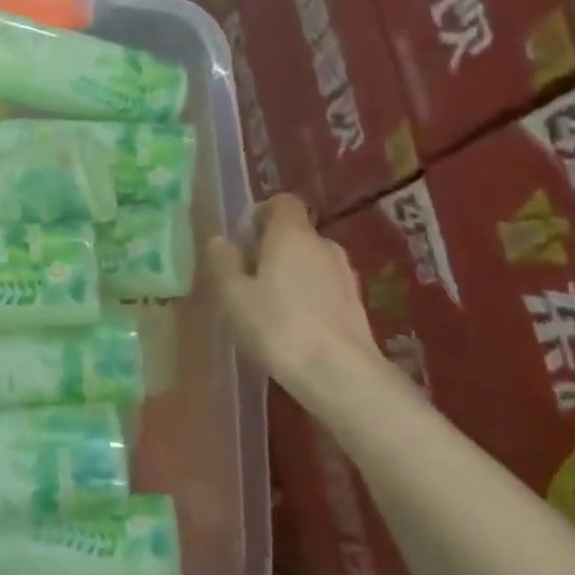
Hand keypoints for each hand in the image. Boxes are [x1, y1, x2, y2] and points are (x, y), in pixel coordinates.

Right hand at [207, 193, 384, 401]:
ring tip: (266, 306)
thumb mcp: (233, 295)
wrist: (339, 373)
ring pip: (309, 261)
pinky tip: (291, 326)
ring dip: (288, 274)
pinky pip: (322, 286)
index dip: (259, 215)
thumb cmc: (277, 327)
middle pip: (294, 233)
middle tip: (245, 279)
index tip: (241, 242)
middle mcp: (323, 244)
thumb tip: (220, 241)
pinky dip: (306, 295)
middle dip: (269, 249)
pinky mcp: (355, 302)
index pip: (281, 202)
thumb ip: (223, 262)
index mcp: (292, 234)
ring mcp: (344, 273)